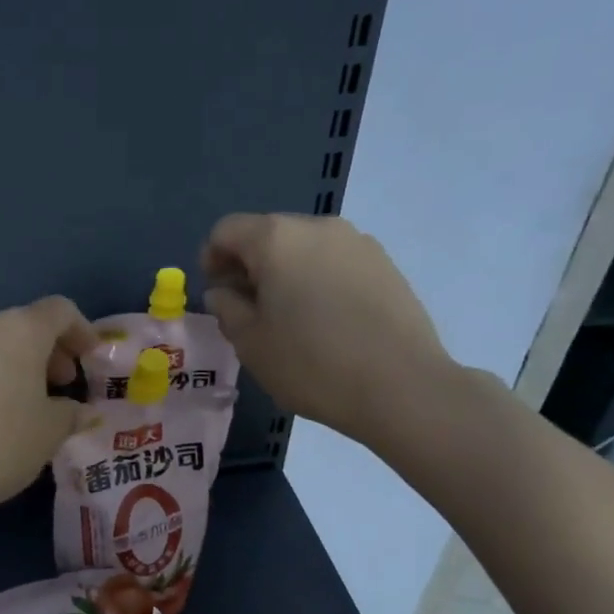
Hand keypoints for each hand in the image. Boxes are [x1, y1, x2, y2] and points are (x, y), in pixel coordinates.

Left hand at [0, 297, 95, 521]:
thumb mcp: (48, 434)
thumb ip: (70, 415)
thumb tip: (77, 410)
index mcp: (19, 330)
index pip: (60, 310)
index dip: (83, 330)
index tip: (92, 359)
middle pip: (26, 325)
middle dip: (51, 352)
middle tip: (63, 386)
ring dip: (20, 367)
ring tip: (29, 407)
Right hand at [200, 213, 457, 451]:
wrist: (402, 387)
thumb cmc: (312, 364)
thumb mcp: (250, 342)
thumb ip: (227, 308)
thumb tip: (224, 291)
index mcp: (276, 239)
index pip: (227, 230)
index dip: (211, 258)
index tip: (216, 293)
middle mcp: (318, 227)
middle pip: (267, 234)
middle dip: (250, 266)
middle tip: (248, 309)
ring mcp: (357, 242)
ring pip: (304, 248)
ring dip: (286, 273)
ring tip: (290, 318)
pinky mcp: (385, 264)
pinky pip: (335, 263)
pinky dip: (319, 281)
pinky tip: (326, 321)